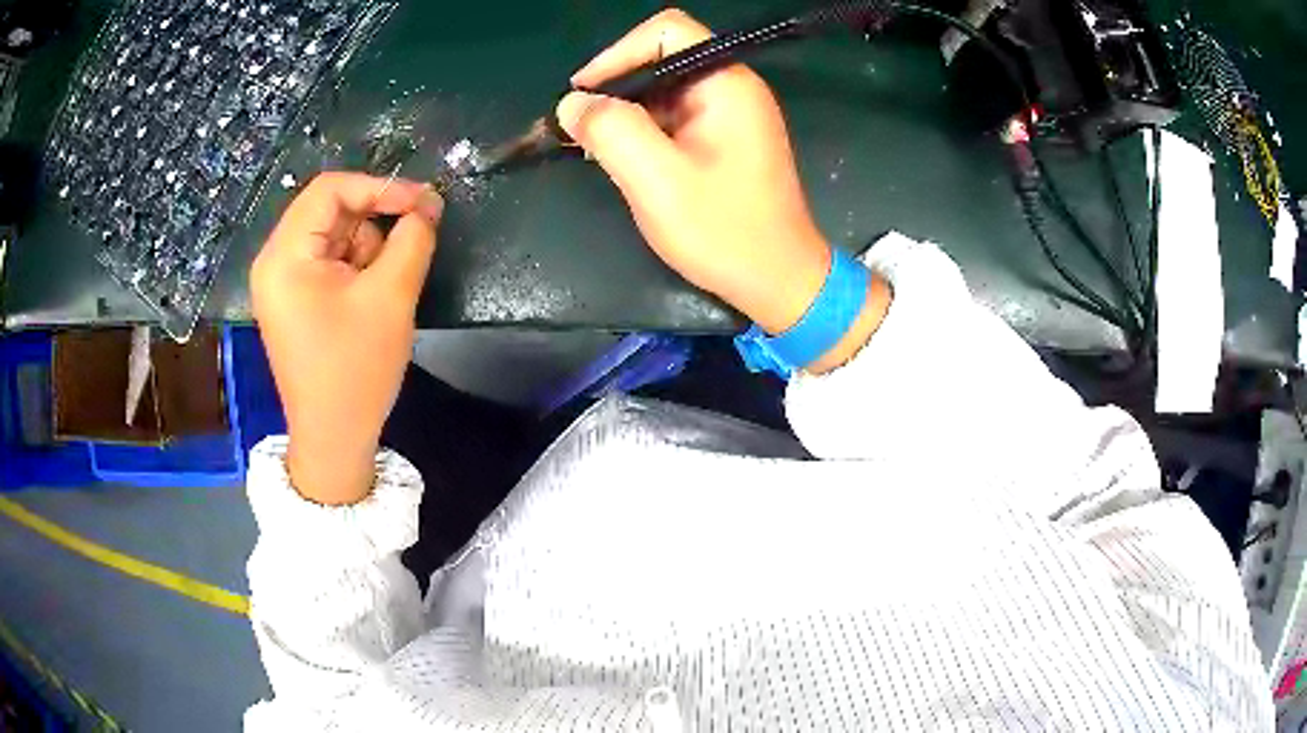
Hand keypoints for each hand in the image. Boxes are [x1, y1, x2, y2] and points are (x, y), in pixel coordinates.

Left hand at [251, 172, 441, 504]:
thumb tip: (428, 205)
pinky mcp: (295, 300)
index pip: (329, 190)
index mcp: (284, 256)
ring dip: (368, 249)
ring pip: (334, 236)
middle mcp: (275, 262)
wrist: (334, 440)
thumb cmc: (355, 370)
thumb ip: (412, 239)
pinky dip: (358, 268)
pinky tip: (371, 299)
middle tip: (414, 241)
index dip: (379, 187)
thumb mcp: (390, 298)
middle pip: (329, 211)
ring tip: (384, 289)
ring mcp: (282, 283)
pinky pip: (330, 262)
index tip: (423, 202)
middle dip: (375, 222)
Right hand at [557, 9, 830, 335]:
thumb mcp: (657, 181)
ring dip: (627, 115)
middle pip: (661, 59)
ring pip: (663, 92)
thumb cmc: (725, 231)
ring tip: (598, 151)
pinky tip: (625, 162)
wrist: (779, 280)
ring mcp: (731, 115)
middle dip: (616, 89)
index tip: (583, 94)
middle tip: (582, 130)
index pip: (666, 31)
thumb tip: (572, 103)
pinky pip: (674, 118)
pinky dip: (644, 133)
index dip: (617, 53)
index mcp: (726, 84)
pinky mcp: (725, 140)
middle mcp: (732, 88)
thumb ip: (611, 131)